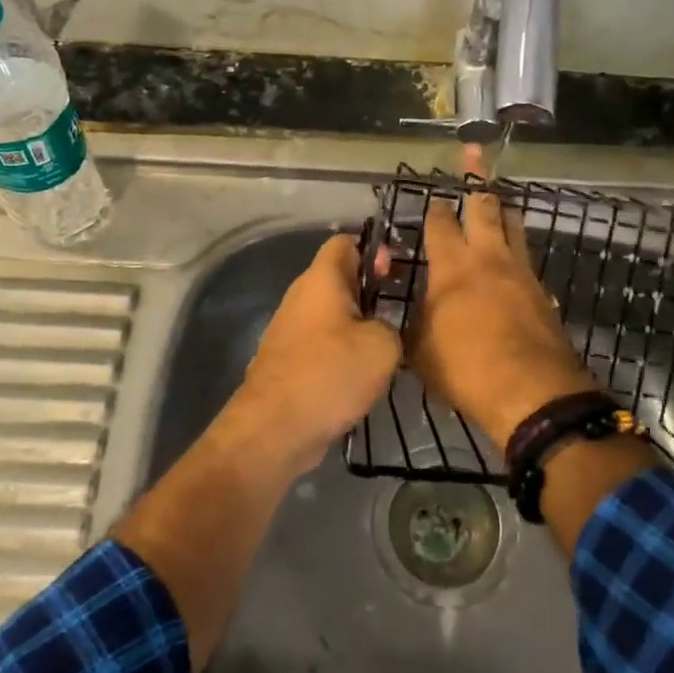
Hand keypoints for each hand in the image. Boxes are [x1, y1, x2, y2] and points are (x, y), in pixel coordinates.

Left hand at [224, 234, 402, 475]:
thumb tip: (381, 329)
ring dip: (357, 326)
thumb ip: (392, 325)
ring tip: (385, 349)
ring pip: (330, 315)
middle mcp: (300, 297)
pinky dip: (340, 353)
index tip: (396, 273)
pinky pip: (320, 344)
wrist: (274, 430)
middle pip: (338, 279)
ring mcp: (288, 330)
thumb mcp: (383, 345)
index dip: (373, 250)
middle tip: (399, 314)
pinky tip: (360, 377)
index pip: (344, 242)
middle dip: (370, 291)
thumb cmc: (330, 374)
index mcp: (321, 279)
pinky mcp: (285, 362)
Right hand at [406, 146, 596, 449]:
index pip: (440, 224)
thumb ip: (413, 323)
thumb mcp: (419, 350)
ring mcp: (521, 273)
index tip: (432, 198)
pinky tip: (513, 257)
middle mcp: (488, 258)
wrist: (532, 393)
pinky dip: (517, 248)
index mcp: (452, 266)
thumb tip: (408, 313)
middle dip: (476, 179)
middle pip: (484, 207)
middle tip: (474, 151)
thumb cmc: (465, 368)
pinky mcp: (542, 293)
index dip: (434, 208)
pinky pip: (526, 258)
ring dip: (503, 208)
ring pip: (513, 226)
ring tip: (499, 196)